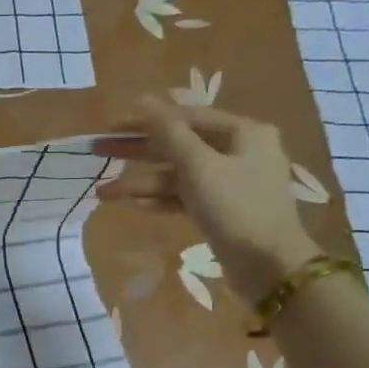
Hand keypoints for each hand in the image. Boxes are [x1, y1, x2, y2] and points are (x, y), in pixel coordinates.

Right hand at [96, 98, 318, 303]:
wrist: (268, 266)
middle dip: (138, 153)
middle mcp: (239, 152)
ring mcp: (230, 183)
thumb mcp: (199, 167)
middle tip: (99, 152)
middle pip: (179, 146)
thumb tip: (143, 101)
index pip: (186, 117)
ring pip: (178, 175)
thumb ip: (169, 133)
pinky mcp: (221, 211)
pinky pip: (185, 197)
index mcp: (243, 132)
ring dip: (142, 183)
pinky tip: (132, 204)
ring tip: (104, 194)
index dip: (146, 120)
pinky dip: (161, 199)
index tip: (111, 126)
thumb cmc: (237, 208)